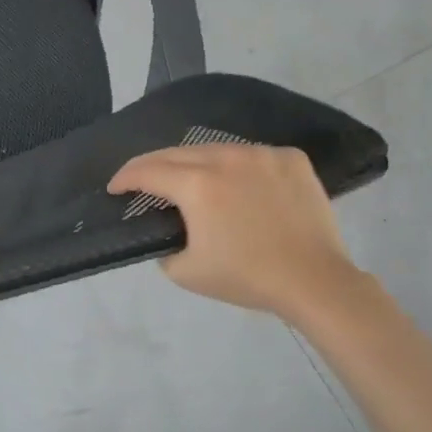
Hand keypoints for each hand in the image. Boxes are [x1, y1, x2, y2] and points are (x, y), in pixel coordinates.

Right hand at [109, 143, 365, 325]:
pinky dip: (235, 166)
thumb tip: (167, 231)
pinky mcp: (290, 158)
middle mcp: (225, 158)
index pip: (147, 171)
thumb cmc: (247, 277)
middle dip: (152, 166)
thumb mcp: (186, 272)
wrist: (316, 282)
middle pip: (176, 153)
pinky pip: (251, 155)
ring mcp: (261, 154)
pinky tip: (237, 184)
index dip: (125, 178)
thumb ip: (163, 247)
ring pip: (214, 149)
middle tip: (140, 180)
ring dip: (194, 163)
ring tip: (189, 179)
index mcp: (197, 185)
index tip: (115, 188)